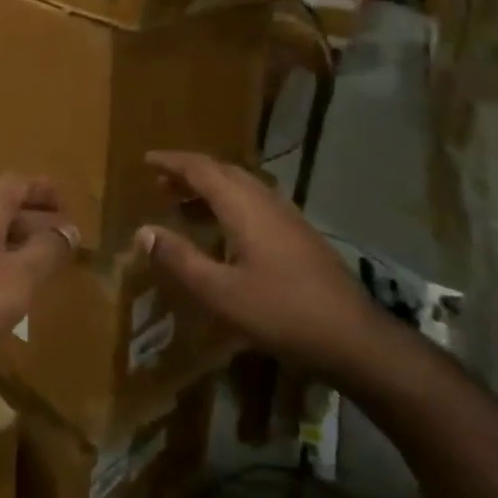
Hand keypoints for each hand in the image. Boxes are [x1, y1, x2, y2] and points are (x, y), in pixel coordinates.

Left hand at [0, 174, 75, 388]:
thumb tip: (69, 229)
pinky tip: (3, 294)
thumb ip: (46, 252)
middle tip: (64, 240)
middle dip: (34, 220)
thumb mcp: (17, 278)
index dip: (44, 191)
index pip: (18, 183)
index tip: (68, 203)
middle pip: (2, 206)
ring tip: (42, 268)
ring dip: (14, 246)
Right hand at [137, 151, 391, 380]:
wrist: (353, 337)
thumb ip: (180, 259)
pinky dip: (227, 205)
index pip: (201, 169)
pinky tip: (222, 233)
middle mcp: (265, 200)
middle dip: (189, 174)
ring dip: (208, 189)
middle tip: (160, 183)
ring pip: (240, 188)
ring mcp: (286, 216)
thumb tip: (144, 231)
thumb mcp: (220, 291)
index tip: (146, 160)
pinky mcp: (298, 234)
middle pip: (222, 172)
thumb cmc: (281, 311)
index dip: (172, 162)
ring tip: (182, 205)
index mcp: (244, 206)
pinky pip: (253, 204)